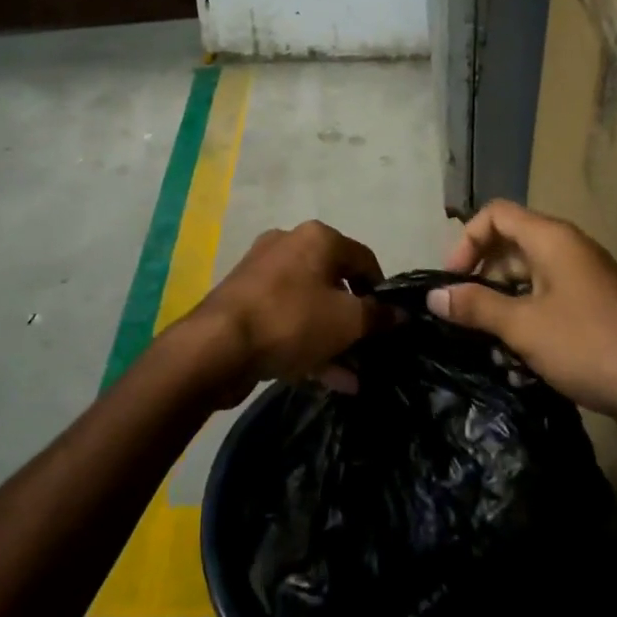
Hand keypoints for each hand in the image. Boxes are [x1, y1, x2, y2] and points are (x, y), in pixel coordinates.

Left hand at [183, 220, 386, 402]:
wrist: (217, 346)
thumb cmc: (291, 321)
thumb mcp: (346, 321)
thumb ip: (378, 316)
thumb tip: (400, 314)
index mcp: (317, 237)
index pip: (364, 259)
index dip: (382, 292)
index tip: (390, 324)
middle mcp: (290, 244)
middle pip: (335, 281)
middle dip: (355, 320)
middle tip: (369, 350)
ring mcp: (263, 272)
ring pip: (311, 304)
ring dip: (334, 338)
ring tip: (353, 375)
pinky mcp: (246, 300)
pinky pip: (288, 318)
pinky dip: (308, 342)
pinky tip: (329, 379)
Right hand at [427, 200, 616, 448]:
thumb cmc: (589, 346)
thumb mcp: (524, 326)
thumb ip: (476, 306)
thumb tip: (433, 295)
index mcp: (552, 239)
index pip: (496, 215)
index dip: (467, 240)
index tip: (451, 280)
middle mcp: (568, 250)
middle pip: (510, 244)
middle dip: (481, 274)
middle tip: (461, 312)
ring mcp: (584, 280)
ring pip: (528, 276)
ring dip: (502, 302)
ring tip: (484, 338)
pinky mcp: (595, 309)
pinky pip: (548, 300)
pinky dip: (526, 318)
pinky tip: (516, 356)